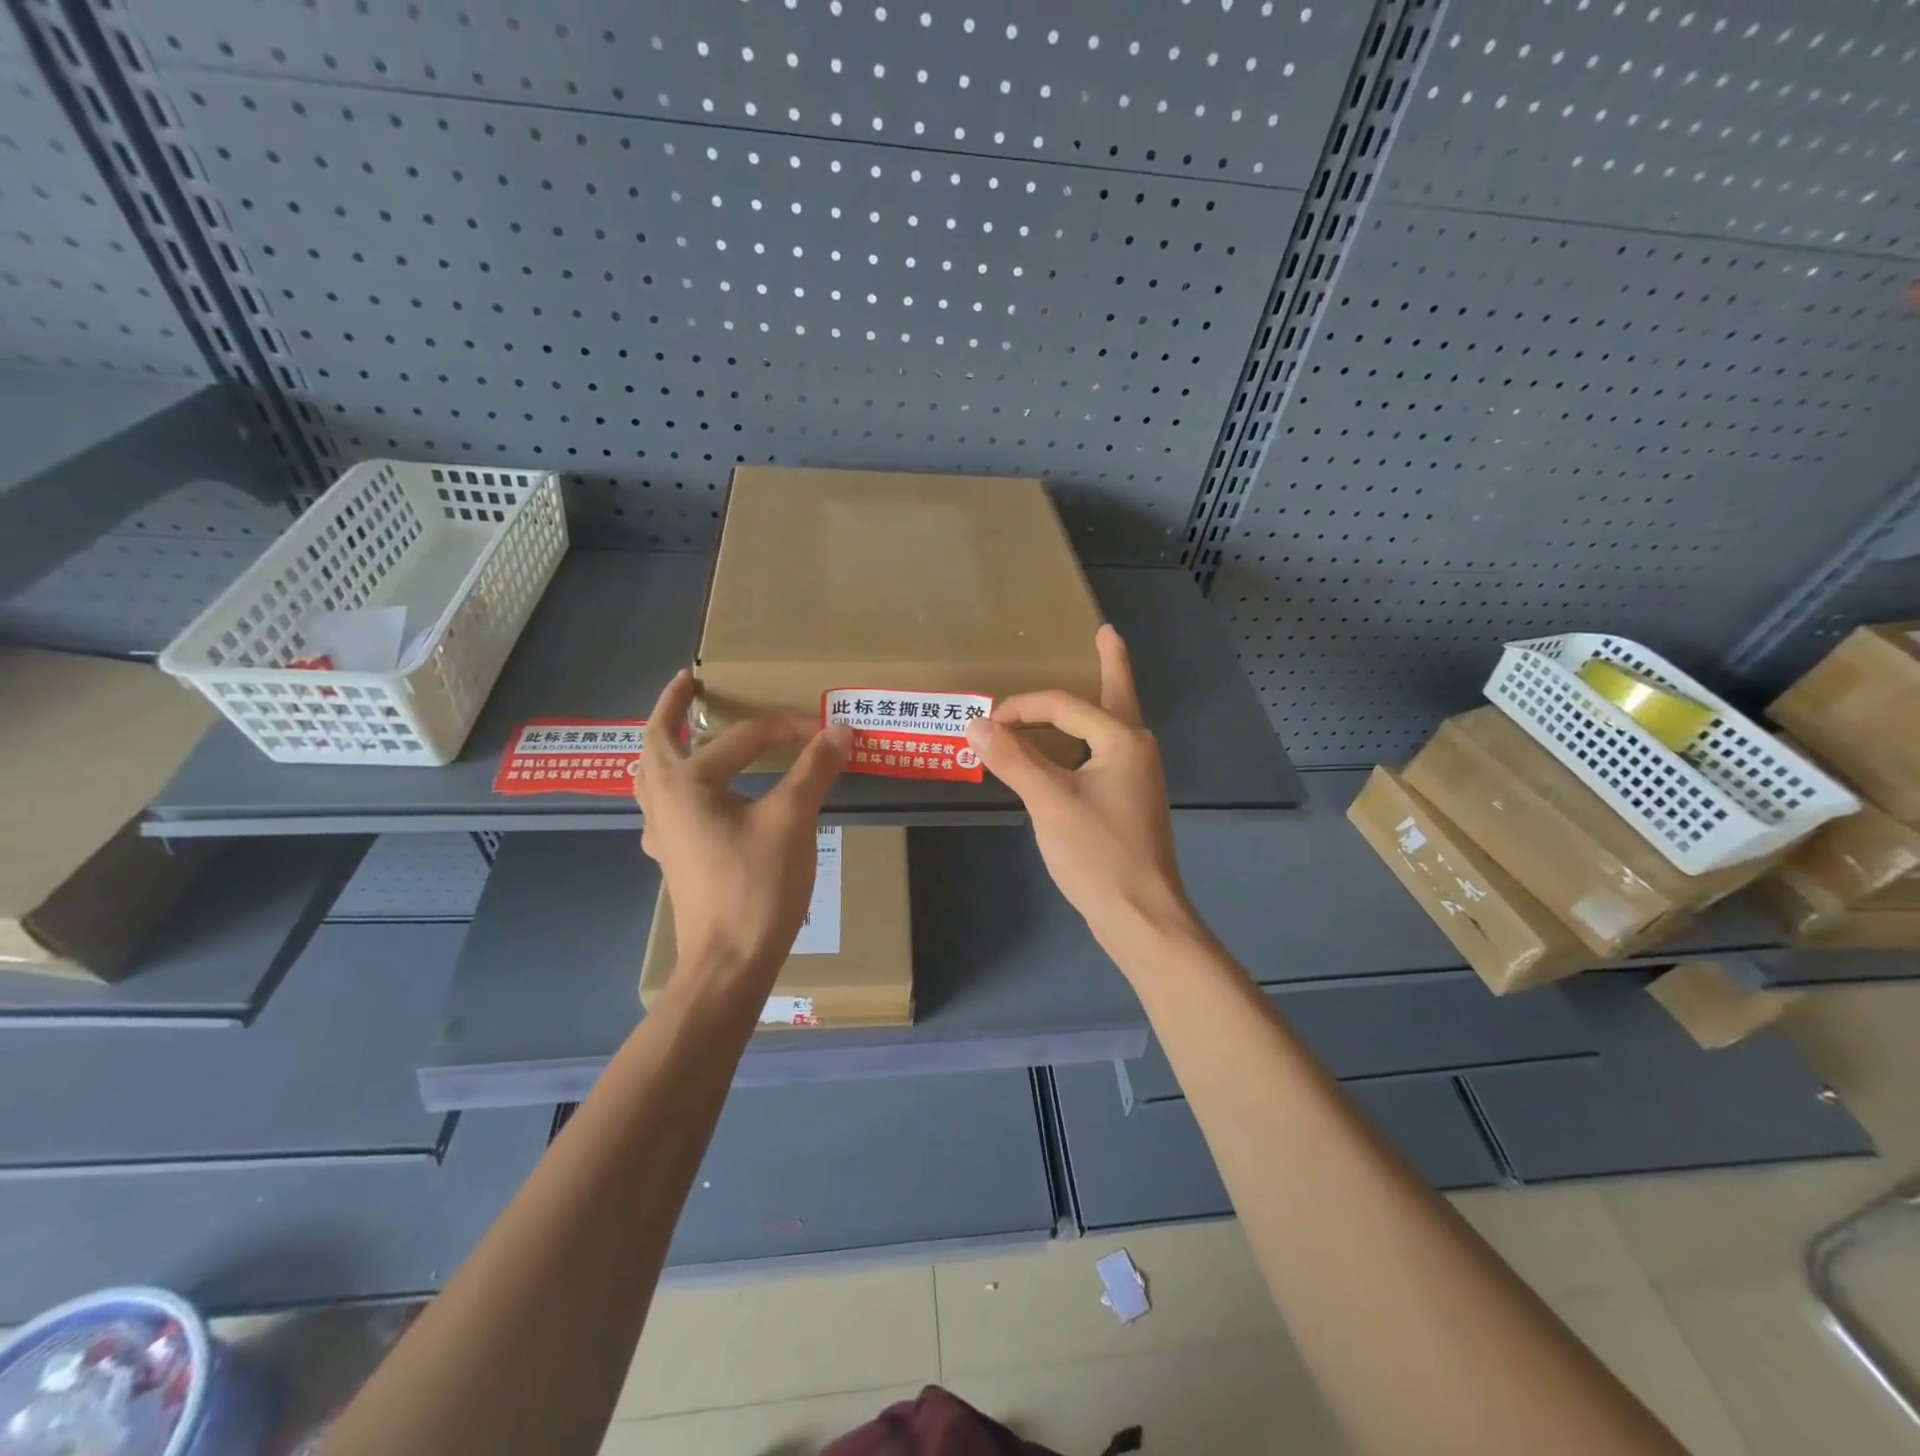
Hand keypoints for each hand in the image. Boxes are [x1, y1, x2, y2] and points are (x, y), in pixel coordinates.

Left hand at [633, 671, 850, 989]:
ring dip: (664, 746)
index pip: (742, 739)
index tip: (825, 732)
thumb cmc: (757, 887)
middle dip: (670, 709)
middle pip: (656, 742)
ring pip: (651, 776)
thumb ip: (813, 770)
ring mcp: (662, 834)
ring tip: (683, 731)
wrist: (729, 963)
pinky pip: (664, 807)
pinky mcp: (674, 858)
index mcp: (686, 784)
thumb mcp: (792, 821)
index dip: (787, 730)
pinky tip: (697, 798)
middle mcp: (663, 802)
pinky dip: (675, 786)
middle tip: (688, 684)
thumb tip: (839, 729)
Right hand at [964, 626, 1195, 955]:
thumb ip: (1013, 759)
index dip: (1021, 708)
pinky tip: (1075, 747)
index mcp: (1122, 739)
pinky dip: (1086, 738)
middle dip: (1110, 663)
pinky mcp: (1130, 800)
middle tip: (1106, 634)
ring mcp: (1138, 776)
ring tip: (1094, 674)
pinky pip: (1105, 752)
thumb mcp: (1049, 802)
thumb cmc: (1097, 854)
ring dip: (1096, 701)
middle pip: (1117, 695)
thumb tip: (977, 724)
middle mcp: (1137, 749)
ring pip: (1112, 725)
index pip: (1063, 705)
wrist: (1140, 914)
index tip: (985, 724)